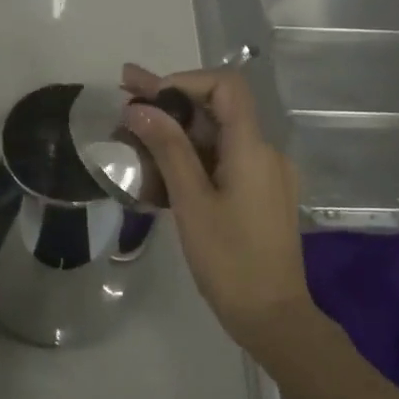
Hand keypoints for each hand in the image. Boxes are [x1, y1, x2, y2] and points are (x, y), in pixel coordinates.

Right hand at [120, 63, 310, 344]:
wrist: (272, 316)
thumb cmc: (230, 260)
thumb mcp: (192, 202)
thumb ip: (168, 149)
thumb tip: (140, 107)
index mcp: (253, 148)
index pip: (226, 86)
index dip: (186, 81)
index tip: (149, 95)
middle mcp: (265, 152)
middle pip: (218, 109)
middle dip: (171, 100)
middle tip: (125, 92)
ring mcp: (265, 174)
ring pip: (219, 136)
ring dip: (178, 128)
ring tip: (132, 125)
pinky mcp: (260, 194)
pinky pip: (225, 160)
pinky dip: (193, 154)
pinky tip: (160, 161)